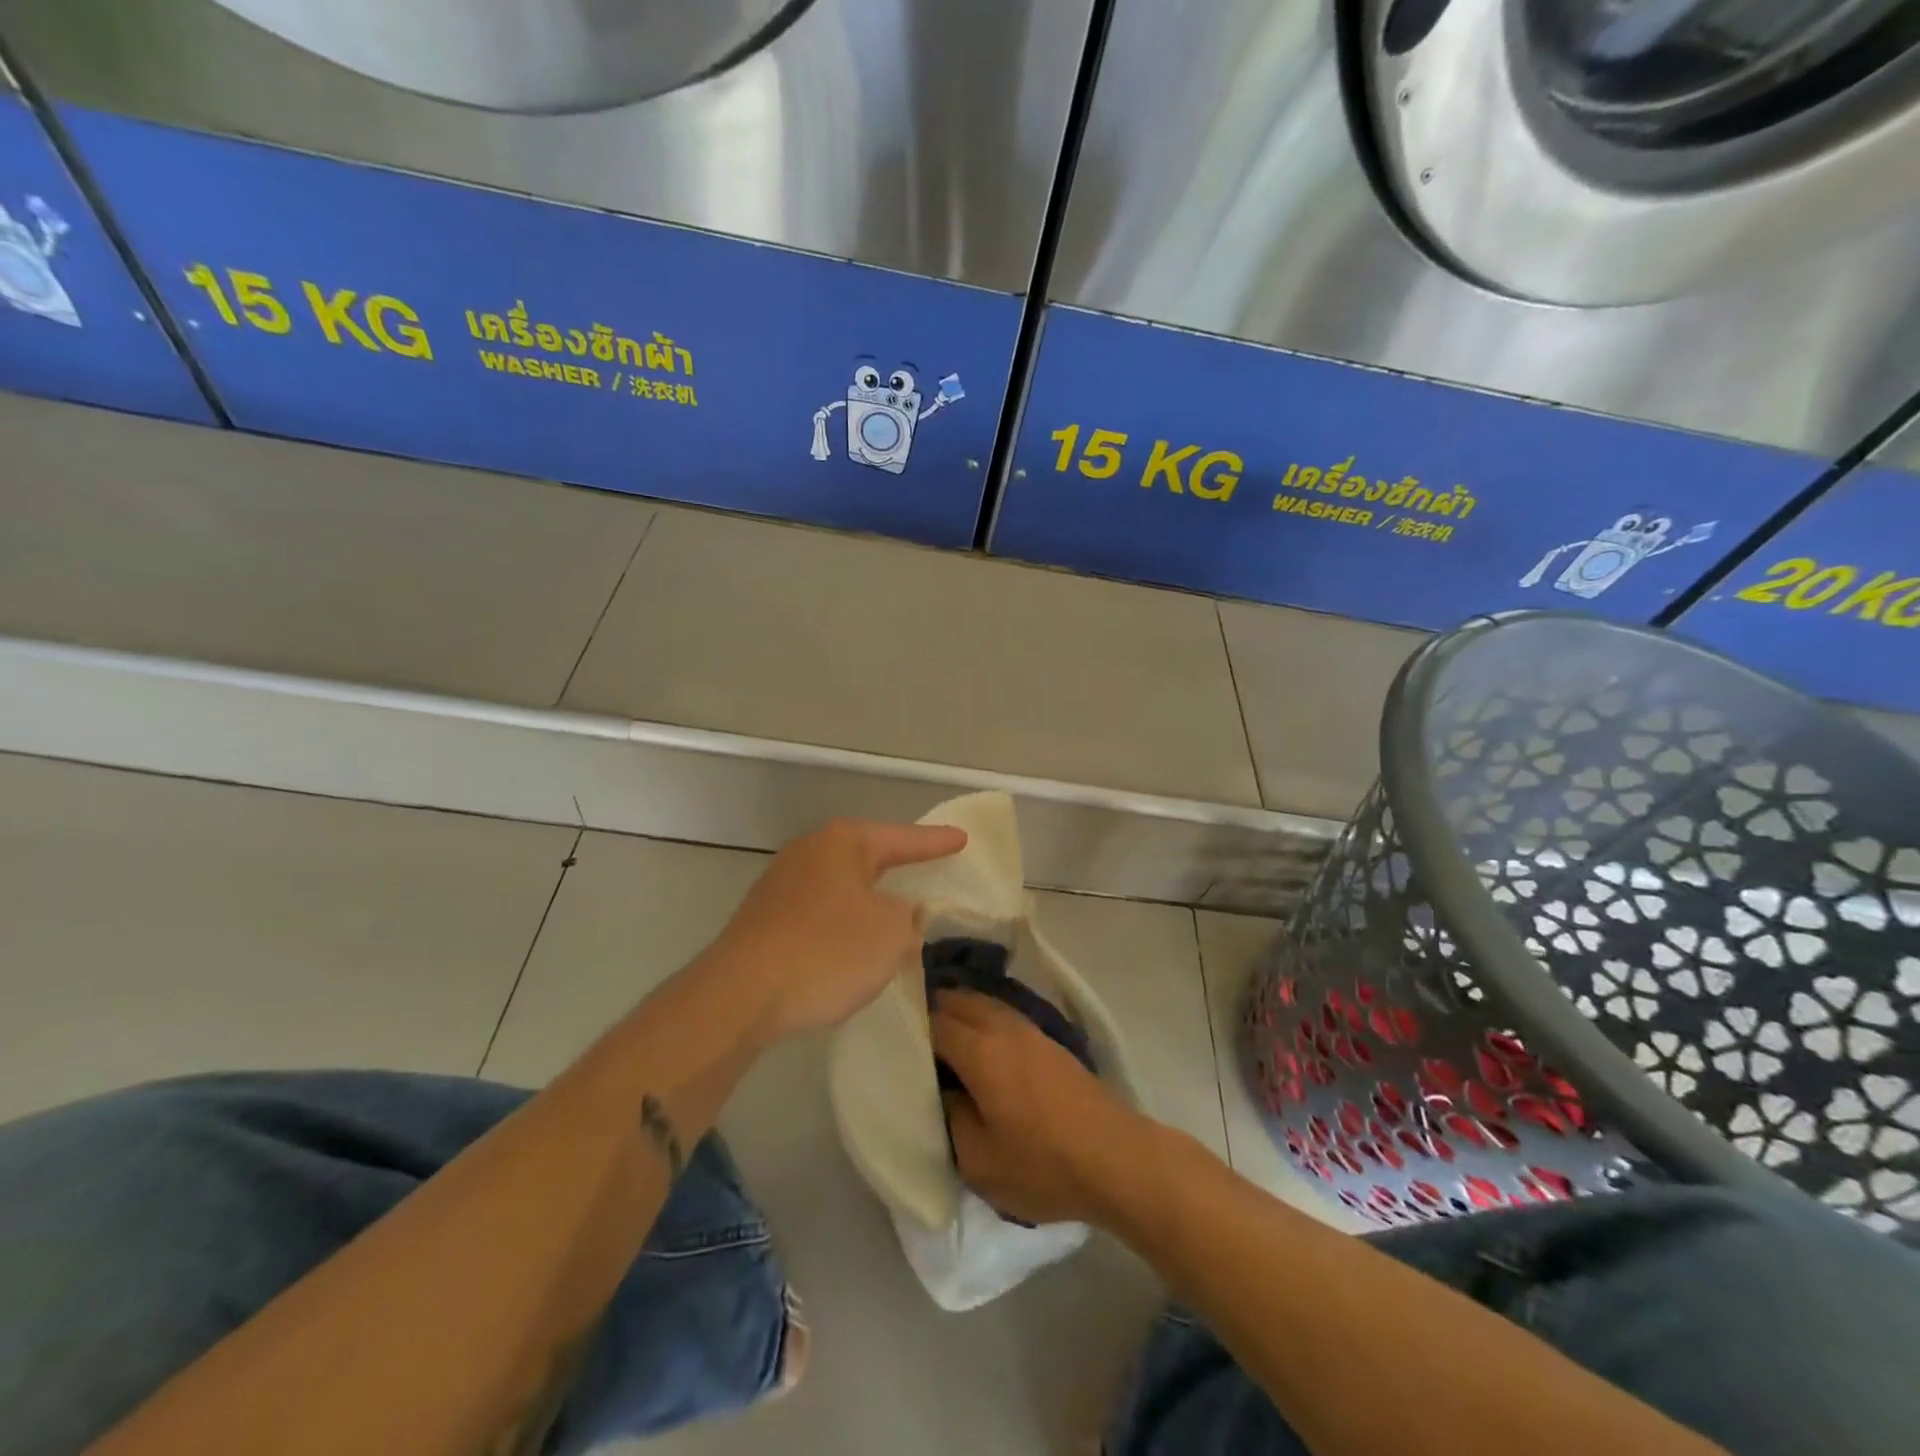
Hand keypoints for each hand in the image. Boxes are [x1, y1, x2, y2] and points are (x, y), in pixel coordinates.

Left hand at [706, 818, 966, 1040]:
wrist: (740, 995)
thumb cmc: (827, 951)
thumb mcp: (891, 933)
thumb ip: (908, 917)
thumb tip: (900, 913)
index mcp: (843, 843)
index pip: (902, 838)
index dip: (935, 842)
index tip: (961, 839)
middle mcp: (809, 852)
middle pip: (866, 856)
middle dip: (896, 865)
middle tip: (926, 866)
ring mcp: (781, 884)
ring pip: (841, 886)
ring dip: (868, 900)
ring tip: (894, 912)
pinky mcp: (764, 919)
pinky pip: (819, 912)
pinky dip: (842, 924)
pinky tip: (850, 946)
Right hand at [932, 989, 1148, 1226]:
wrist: (1115, 1157)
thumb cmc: (1043, 1164)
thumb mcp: (979, 1161)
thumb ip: (950, 1119)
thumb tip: (943, 1092)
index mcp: (980, 1050)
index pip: (933, 1022)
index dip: (910, 1028)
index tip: (891, 1041)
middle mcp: (1003, 1027)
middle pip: (958, 1000)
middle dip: (931, 1009)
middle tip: (910, 1033)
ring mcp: (1030, 1030)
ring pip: (983, 1002)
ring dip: (959, 1010)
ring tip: (939, 1034)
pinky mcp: (1049, 1041)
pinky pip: (1003, 1014)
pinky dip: (982, 1018)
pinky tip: (979, 1043)